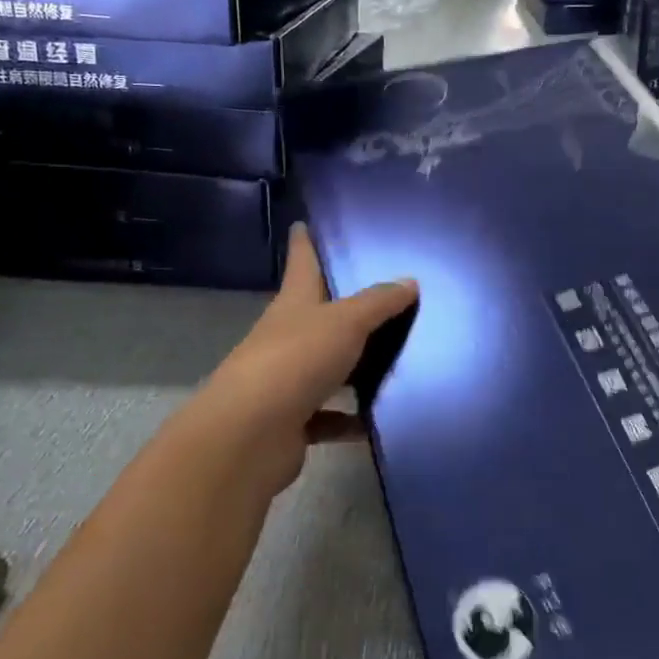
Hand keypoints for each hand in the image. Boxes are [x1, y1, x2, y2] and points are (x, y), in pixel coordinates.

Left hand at [188, 226, 417, 503]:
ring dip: (352, 365)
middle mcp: (287, 336)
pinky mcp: (293, 421)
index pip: (301, 262)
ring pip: (326, 365)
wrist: (250, 435)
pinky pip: (328, 416)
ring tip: (394, 356)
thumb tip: (409, 281)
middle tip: (382, 293)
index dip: (305, 242)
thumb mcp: (345, 322)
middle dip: (342, 304)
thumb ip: (378, 302)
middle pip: (317, 314)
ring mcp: (287, 380)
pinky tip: (377, 419)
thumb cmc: (296, 360)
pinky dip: (349, 418)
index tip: (304, 223)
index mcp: (294, 303)